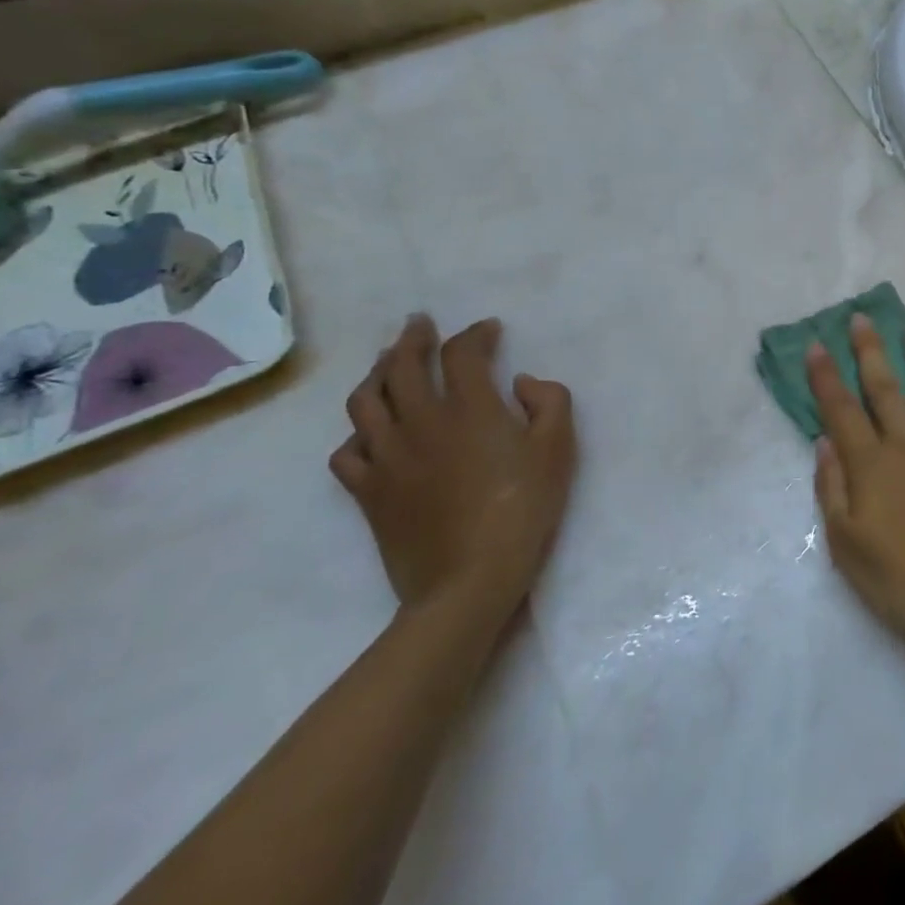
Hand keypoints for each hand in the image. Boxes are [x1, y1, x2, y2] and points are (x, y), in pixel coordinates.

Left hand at [331, 315, 575, 620]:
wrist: (468, 580)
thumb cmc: (523, 510)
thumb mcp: (558, 450)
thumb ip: (550, 402)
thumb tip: (521, 382)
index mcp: (469, 408)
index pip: (462, 353)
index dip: (474, 334)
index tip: (487, 330)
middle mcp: (420, 422)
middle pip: (404, 366)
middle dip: (413, 339)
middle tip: (419, 324)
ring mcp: (387, 457)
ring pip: (365, 401)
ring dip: (377, 374)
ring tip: (387, 363)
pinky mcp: (368, 491)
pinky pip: (346, 452)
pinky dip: (356, 434)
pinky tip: (369, 433)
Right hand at [807, 315, 904, 662]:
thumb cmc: (898, 581)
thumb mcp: (846, 545)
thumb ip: (831, 488)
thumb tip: (824, 441)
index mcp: (872, 465)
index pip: (842, 409)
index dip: (826, 375)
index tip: (816, 344)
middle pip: (886, 387)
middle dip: (870, 350)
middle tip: (862, 318)